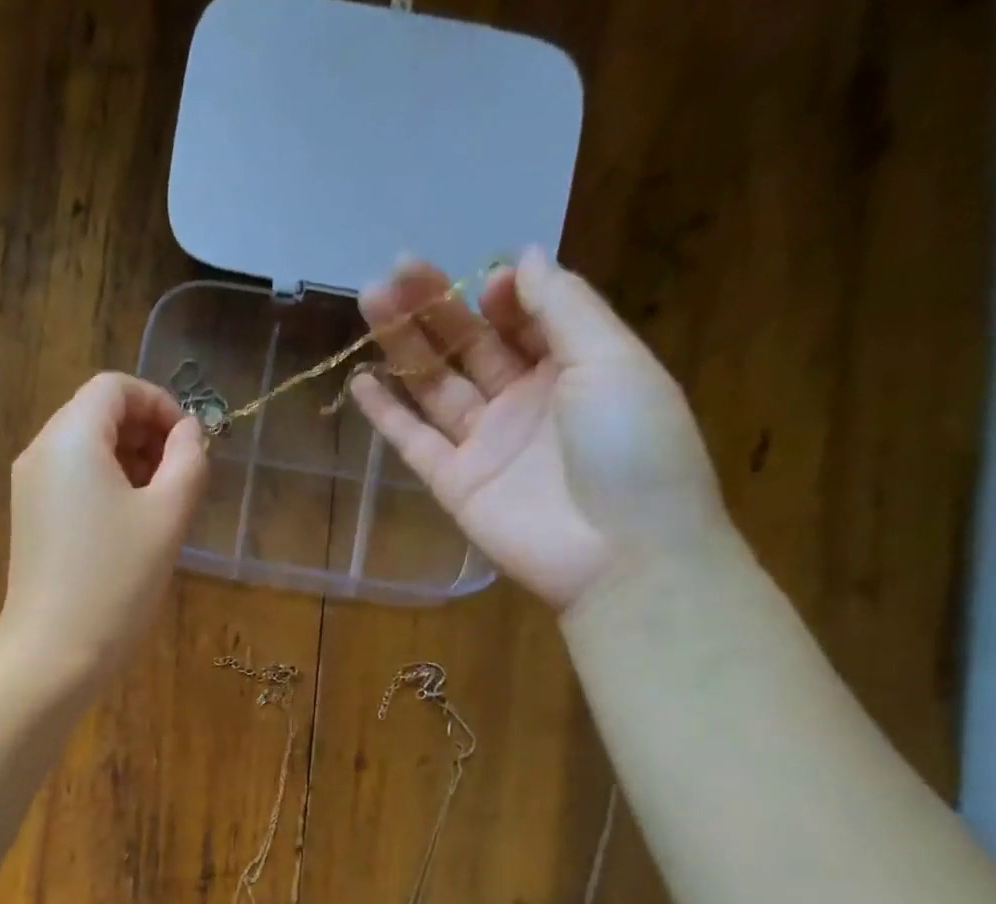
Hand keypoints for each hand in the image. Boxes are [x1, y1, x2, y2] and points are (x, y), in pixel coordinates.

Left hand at [0, 372, 207, 685]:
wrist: (53, 652)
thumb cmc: (116, 581)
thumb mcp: (167, 516)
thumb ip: (188, 461)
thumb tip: (190, 433)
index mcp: (71, 437)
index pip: (115, 387)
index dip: (160, 403)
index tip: (191, 444)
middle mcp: (41, 451)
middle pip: (98, 414)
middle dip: (146, 434)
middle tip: (181, 478)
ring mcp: (30, 488)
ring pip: (86, 450)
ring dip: (129, 462)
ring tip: (161, 506)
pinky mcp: (30, 520)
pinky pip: (72, 482)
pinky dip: (106, 487)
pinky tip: (131, 528)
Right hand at [350, 248, 730, 609]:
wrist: (620, 553)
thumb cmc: (633, 447)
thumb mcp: (613, 360)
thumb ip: (564, 308)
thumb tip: (522, 258)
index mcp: (573, 366)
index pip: (523, 317)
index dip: (502, 292)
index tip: (487, 281)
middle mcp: (525, 400)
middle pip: (470, 344)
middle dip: (435, 306)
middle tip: (394, 269)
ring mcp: (485, 444)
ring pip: (436, 385)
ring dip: (404, 345)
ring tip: (370, 300)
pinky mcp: (455, 485)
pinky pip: (415, 443)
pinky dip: (388, 415)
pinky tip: (362, 380)